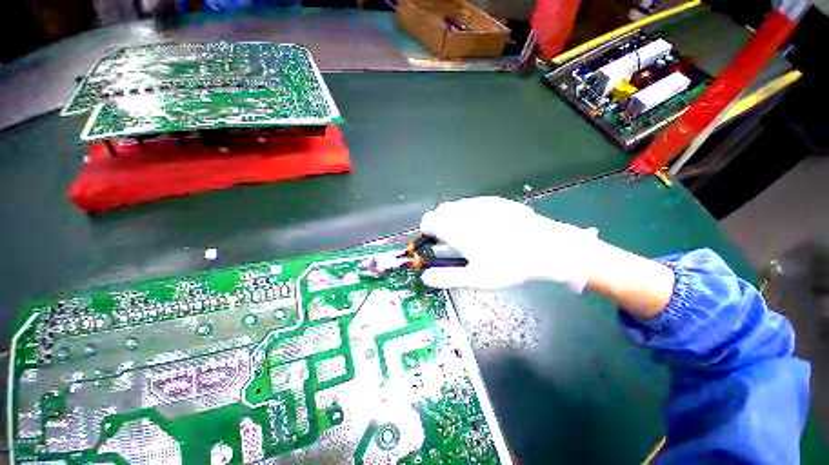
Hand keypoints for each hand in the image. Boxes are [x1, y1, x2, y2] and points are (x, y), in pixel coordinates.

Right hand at [418, 196, 598, 290]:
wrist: (547, 247)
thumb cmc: (508, 266)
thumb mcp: (475, 279)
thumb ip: (446, 278)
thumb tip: (425, 278)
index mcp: (456, 228)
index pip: (428, 220)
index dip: (427, 231)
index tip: (433, 241)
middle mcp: (465, 211)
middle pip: (441, 211)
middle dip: (440, 224)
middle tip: (451, 241)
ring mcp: (481, 203)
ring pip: (457, 206)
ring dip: (454, 218)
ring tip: (469, 235)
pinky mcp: (495, 201)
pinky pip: (473, 204)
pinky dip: (470, 213)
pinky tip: (486, 227)